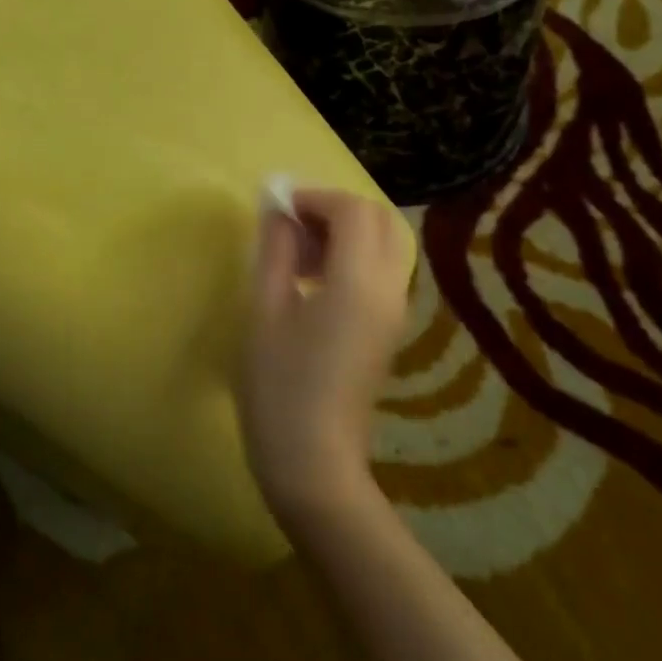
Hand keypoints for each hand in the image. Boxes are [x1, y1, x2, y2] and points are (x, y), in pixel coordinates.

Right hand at [240, 188, 410, 530]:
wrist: (314, 463)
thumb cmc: (279, 387)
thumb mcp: (266, 311)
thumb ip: (276, 250)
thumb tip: (277, 208)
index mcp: (359, 282)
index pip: (352, 210)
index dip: (314, 196)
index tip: (277, 206)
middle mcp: (389, 289)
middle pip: (378, 220)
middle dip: (335, 209)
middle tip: (291, 224)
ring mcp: (395, 311)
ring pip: (384, 244)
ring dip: (345, 232)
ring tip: (297, 255)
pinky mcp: (389, 330)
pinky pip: (380, 271)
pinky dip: (352, 257)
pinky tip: (312, 283)